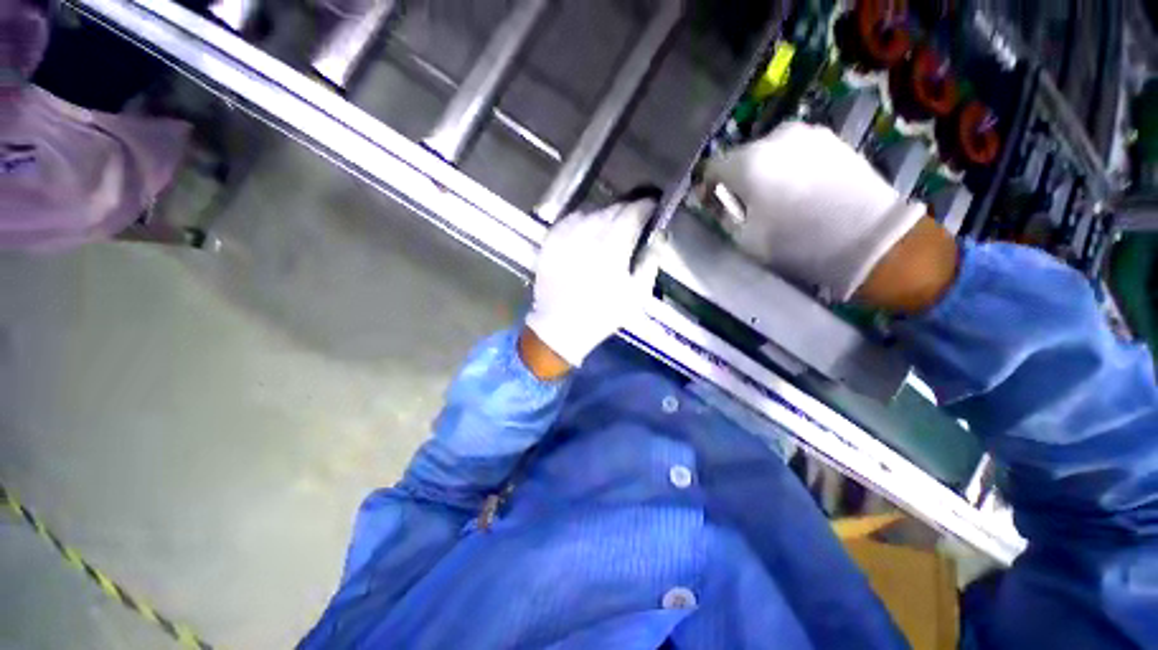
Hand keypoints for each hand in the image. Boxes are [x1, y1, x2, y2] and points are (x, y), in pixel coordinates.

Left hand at [522, 200, 658, 374]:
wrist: (560, 327)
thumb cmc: (602, 315)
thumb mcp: (637, 295)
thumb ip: (650, 262)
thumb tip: (658, 238)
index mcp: (612, 251)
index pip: (631, 214)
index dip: (644, 206)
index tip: (651, 207)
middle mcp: (587, 238)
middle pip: (611, 210)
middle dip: (626, 210)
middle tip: (633, 217)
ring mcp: (565, 239)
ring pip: (590, 212)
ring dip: (605, 214)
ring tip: (610, 224)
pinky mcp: (549, 243)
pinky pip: (569, 220)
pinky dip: (582, 219)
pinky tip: (587, 228)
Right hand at [704, 122, 932, 302]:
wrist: (869, 238)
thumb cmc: (797, 243)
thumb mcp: (745, 239)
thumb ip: (723, 215)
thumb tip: (716, 202)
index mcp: (749, 162)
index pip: (711, 168)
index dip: (707, 188)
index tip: (712, 206)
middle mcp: (775, 137)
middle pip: (740, 157)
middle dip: (736, 180)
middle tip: (745, 205)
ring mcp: (807, 133)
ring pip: (768, 152)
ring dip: (763, 172)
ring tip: (775, 198)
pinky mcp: (831, 138)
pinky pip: (794, 151)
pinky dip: (787, 167)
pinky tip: (799, 189)